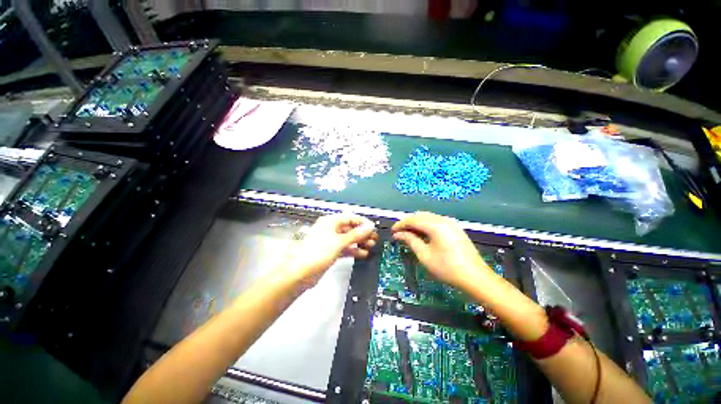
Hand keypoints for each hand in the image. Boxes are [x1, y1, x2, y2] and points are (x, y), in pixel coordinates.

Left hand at [286, 213, 377, 287]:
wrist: (301, 273)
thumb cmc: (318, 252)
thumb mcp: (339, 242)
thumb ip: (356, 234)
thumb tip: (370, 226)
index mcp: (330, 222)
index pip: (350, 217)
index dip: (362, 222)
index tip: (372, 228)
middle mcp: (330, 229)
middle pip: (350, 228)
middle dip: (362, 233)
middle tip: (374, 239)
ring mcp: (330, 241)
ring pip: (348, 238)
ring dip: (359, 242)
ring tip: (370, 246)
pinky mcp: (330, 251)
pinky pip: (345, 248)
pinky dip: (353, 250)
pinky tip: (362, 254)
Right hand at [391, 212, 492, 289]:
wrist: (475, 277)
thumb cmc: (447, 268)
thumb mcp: (424, 255)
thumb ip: (410, 240)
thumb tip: (398, 234)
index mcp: (435, 225)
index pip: (412, 220)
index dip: (400, 225)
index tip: (392, 232)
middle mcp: (443, 219)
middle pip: (420, 215)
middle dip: (408, 223)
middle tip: (399, 234)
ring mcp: (450, 223)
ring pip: (428, 217)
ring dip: (417, 223)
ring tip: (409, 234)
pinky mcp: (455, 228)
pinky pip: (436, 221)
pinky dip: (426, 225)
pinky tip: (423, 235)